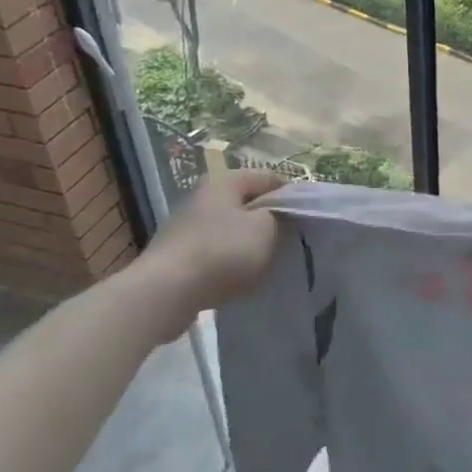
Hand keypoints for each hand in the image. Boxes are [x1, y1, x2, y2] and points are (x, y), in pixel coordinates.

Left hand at [134, 169, 285, 341]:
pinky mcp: (176, 256)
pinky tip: (238, 279)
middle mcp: (202, 198)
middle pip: (246, 203)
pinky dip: (228, 263)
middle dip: (268, 220)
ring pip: (230, 229)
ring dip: (248, 243)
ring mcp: (185, 227)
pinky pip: (213, 253)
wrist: (165, 293)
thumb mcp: (266, 228)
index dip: (290, 194)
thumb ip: (279, 216)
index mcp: (224, 182)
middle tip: (288, 240)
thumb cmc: (223, 251)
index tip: (305, 216)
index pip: (267, 177)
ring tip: (265, 262)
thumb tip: (276, 216)